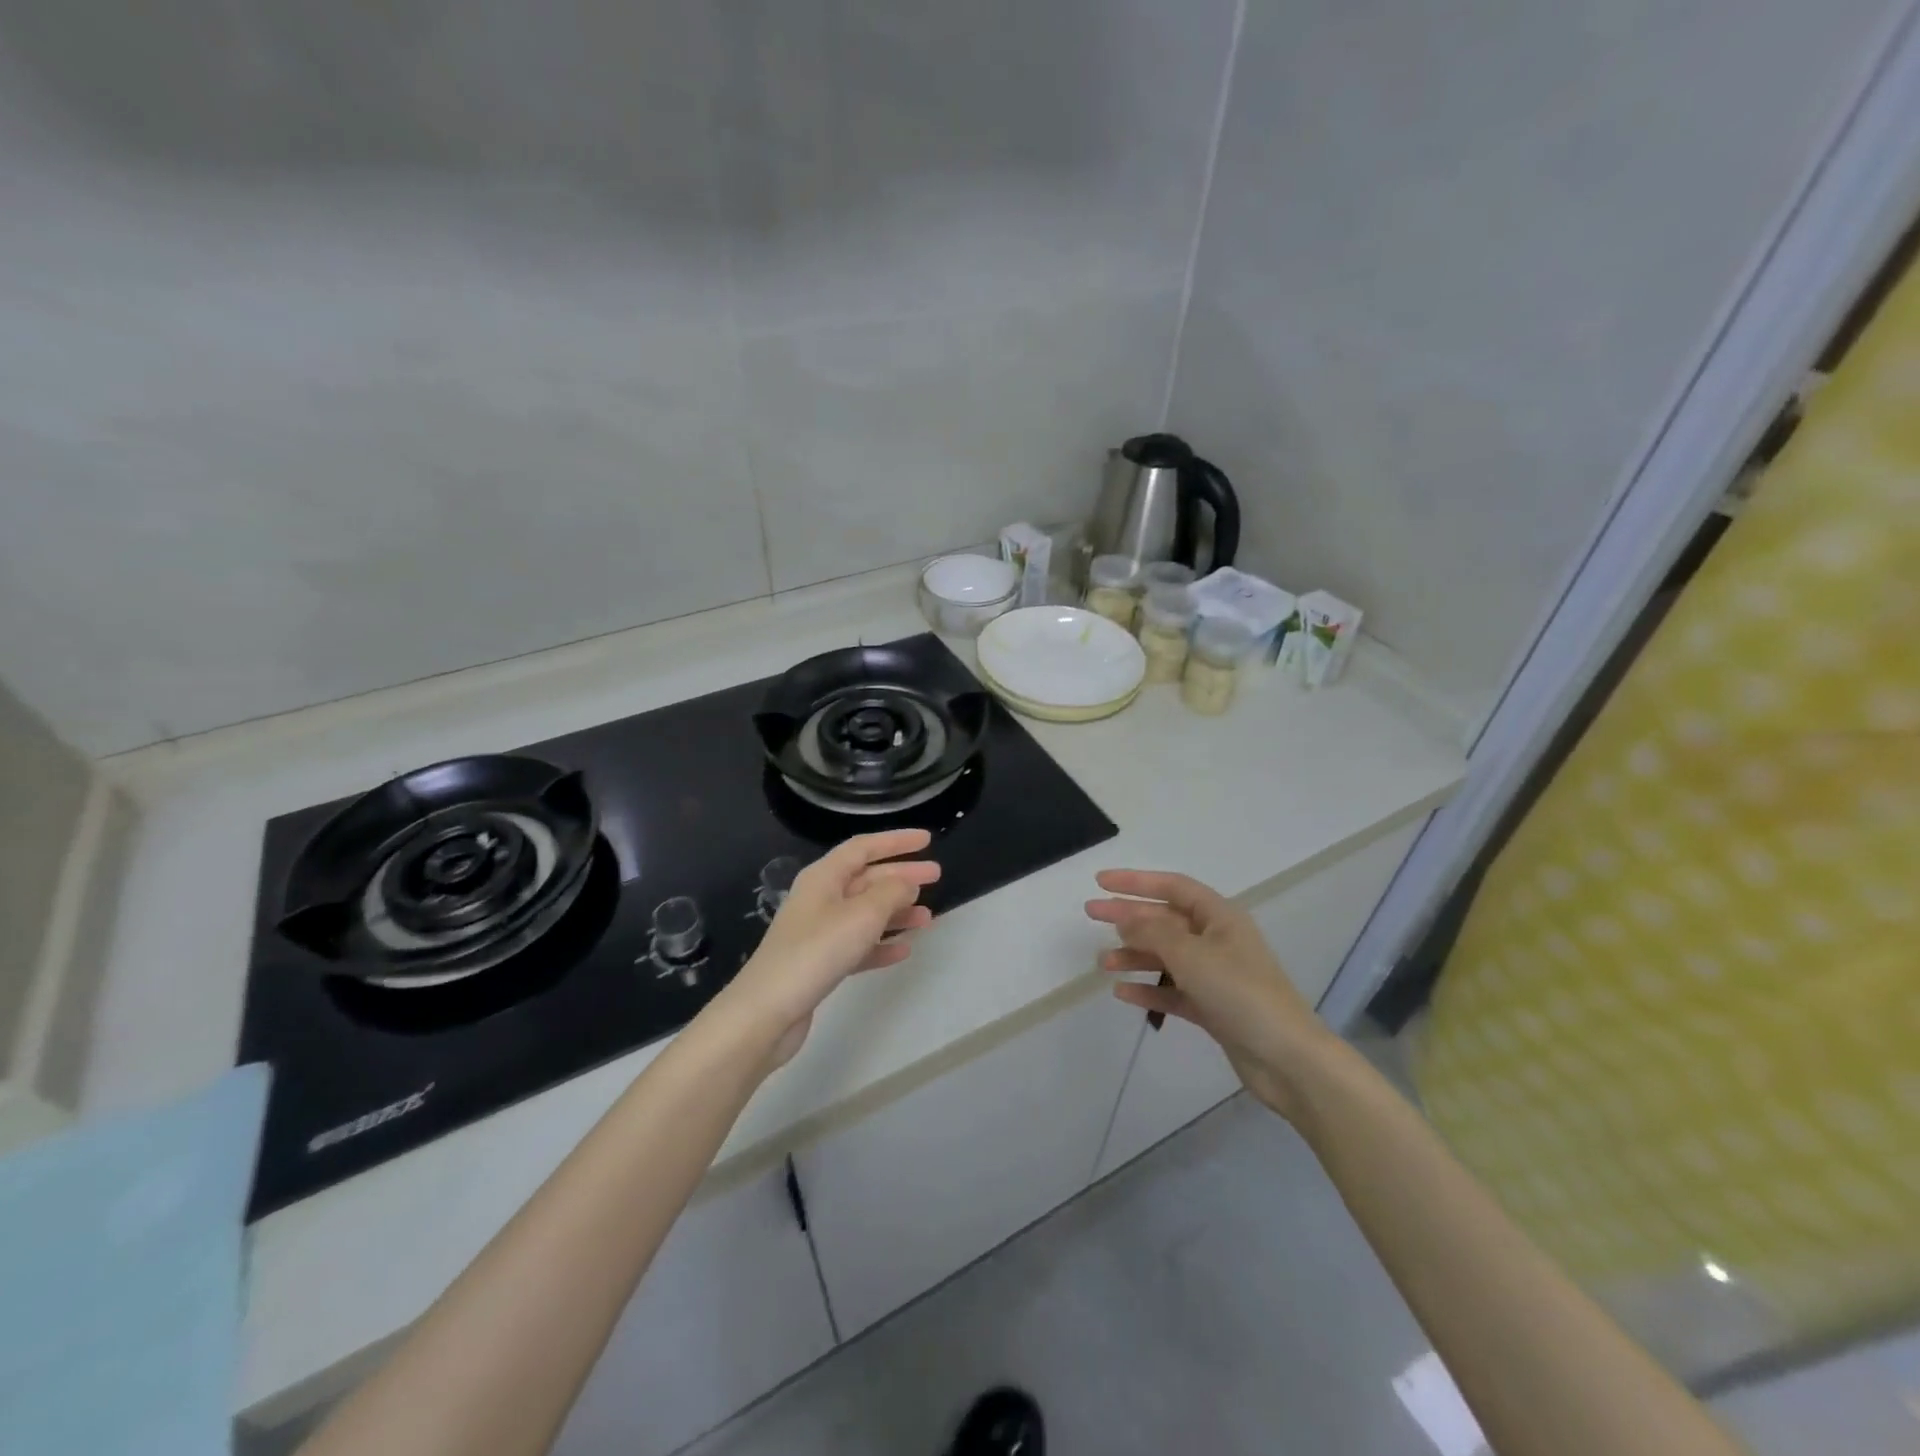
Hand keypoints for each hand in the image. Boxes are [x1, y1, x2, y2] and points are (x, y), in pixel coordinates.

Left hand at [726, 830, 939, 1067]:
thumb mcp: (862, 915)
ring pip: (865, 913)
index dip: (896, 841)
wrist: (767, 1011)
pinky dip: (881, 944)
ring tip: (928, 919)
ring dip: (896, 912)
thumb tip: (907, 884)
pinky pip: (858, 945)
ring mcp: (818, 932)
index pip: (863, 847)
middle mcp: (820, 898)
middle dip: (901, 876)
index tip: (927, 840)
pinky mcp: (820, 963)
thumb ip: (891, 893)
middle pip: (866, 878)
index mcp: (824, 877)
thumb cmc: (816, 952)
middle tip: (936, 876)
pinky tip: (904, 950)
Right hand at [1085, 870, 1337, 1122]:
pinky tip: (1123, 993)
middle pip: (1165, 920)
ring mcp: (1216, 975)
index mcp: (1220, 917)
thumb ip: (1153, 932)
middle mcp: (1217, 940)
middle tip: (1091, 914)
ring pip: (1166, 956)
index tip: (1101, 881)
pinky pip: (1173, 990)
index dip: (1136, 881)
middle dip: (1128, 916)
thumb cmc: (1240, 993)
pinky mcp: (1213, 1007)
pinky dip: (1149, 989)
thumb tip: (1125, 916)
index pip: (1172, 887)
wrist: (1287, 1059)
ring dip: (1134, 955)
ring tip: (1103, 963)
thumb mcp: (1192, 955)